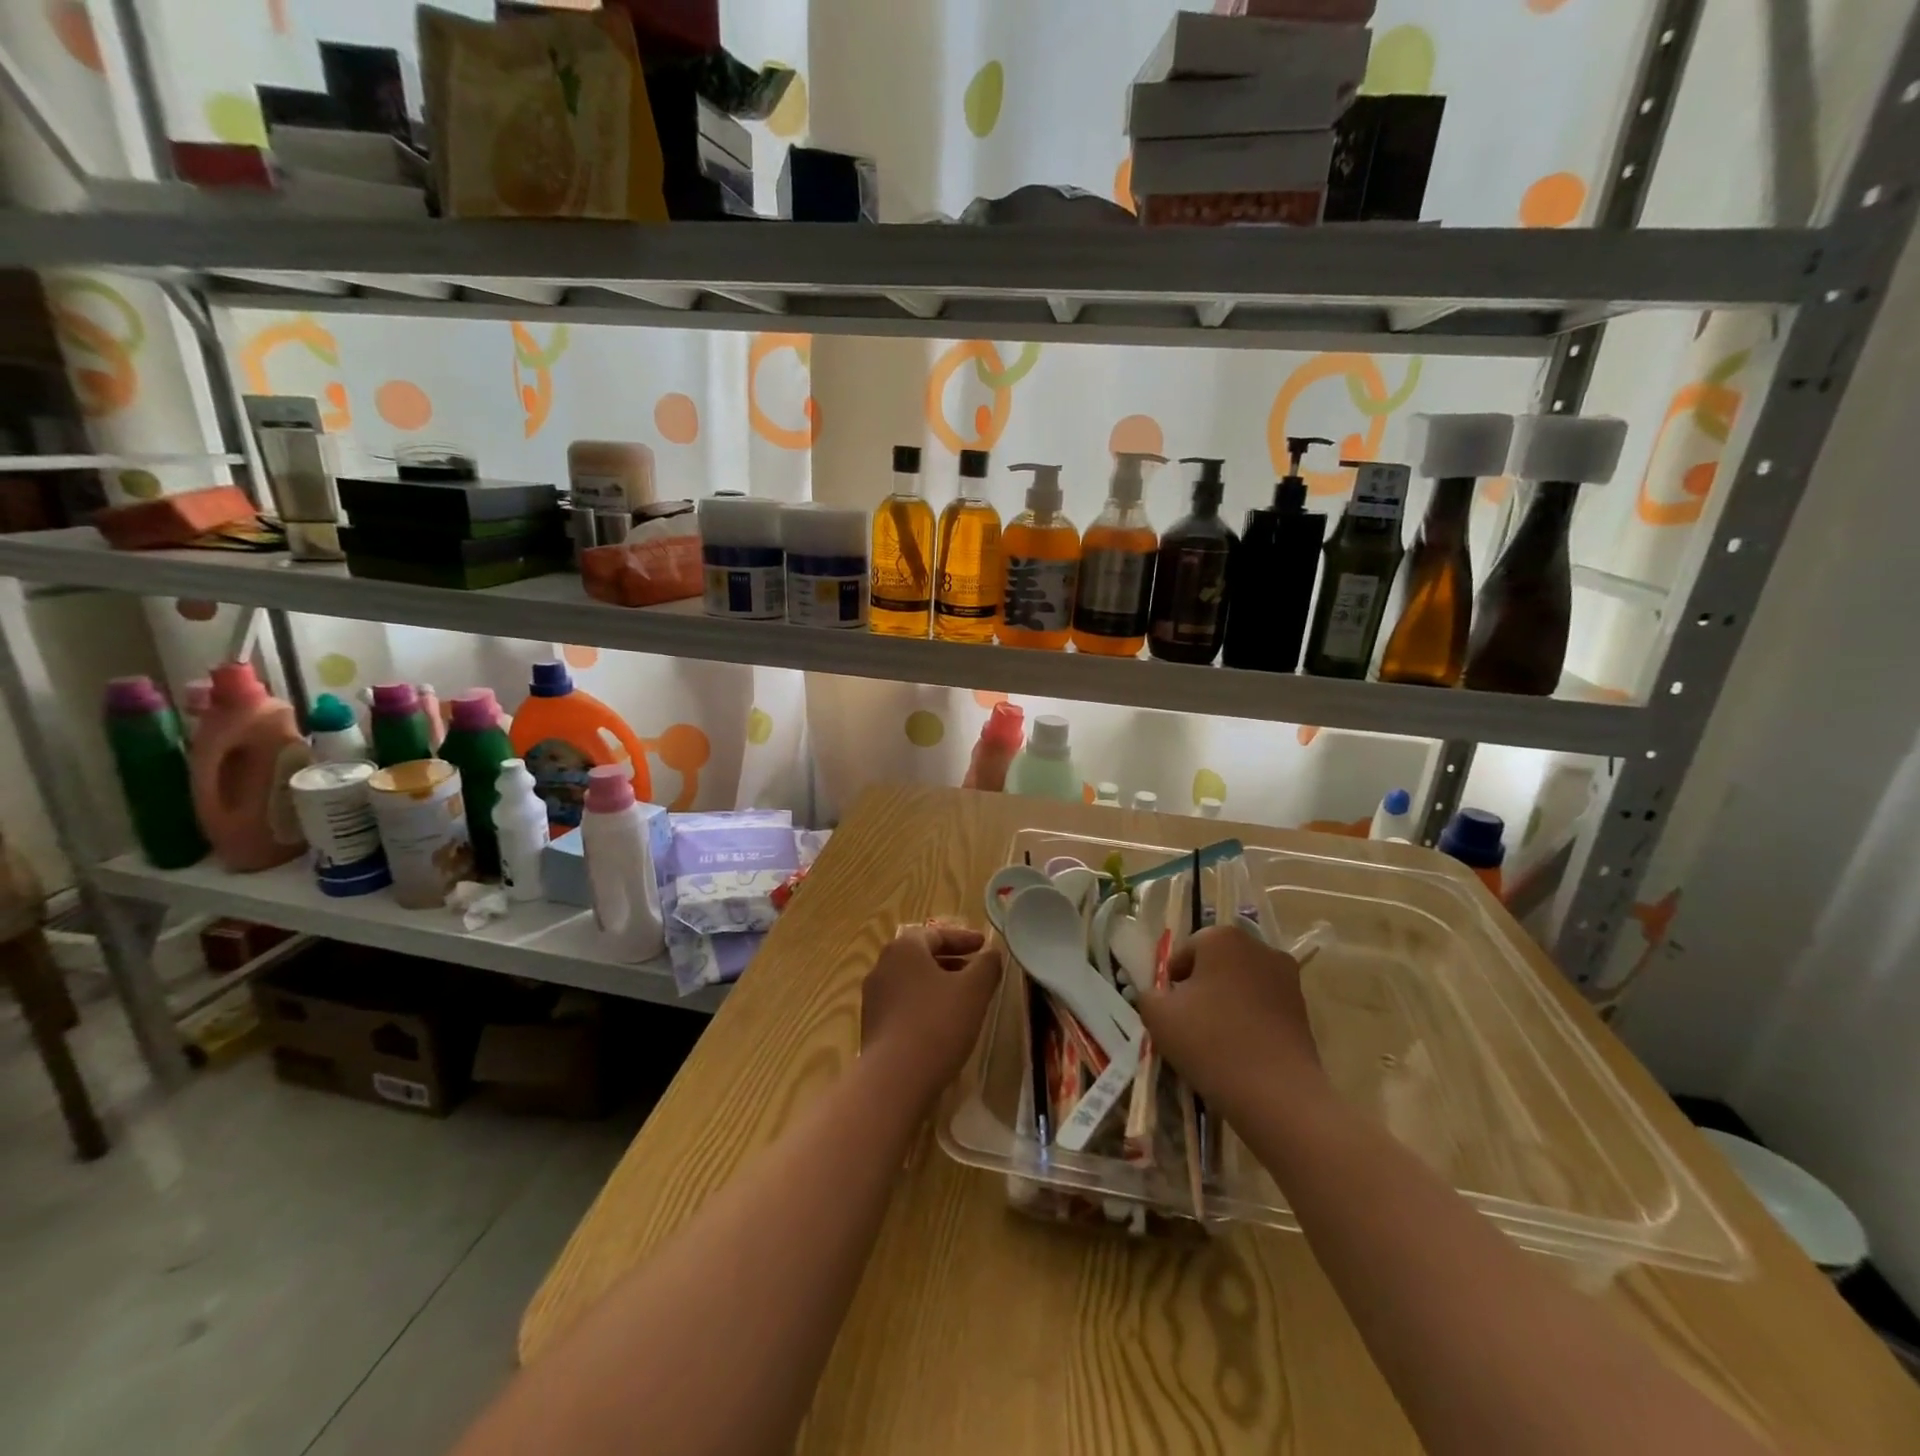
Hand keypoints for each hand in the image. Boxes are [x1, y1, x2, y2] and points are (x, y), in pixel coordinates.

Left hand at [861, 924, 1002, 1105]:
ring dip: (938, 984)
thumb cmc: (937, 1023)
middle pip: (921, 956)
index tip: (984, 946)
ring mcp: (873, 997)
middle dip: (951, 961)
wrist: (894, 1078)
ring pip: (912, 981)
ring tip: (963, 999)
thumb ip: (987, 966)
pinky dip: (924, 1004)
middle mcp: (883, 966)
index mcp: (904, 948)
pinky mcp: (872, 1025)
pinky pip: (903, 1004)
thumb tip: (992, 953)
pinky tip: (941, 1024)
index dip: (963, 939)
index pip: (936, 934)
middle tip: (976, 970)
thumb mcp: (974, 991)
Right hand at [1137, 923, 1325, 1117]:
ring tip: (1215, 1041)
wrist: (1277, 1094)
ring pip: (1240, 985)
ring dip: (1225, 1004)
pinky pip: (1262, 1006)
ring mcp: (1286, 977)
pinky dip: (1249, 1020)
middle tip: (1189, 1025)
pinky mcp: (1303, 1008)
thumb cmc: (1210, 1042)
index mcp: (1222, 938)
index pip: (1184, 953)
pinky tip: (1240, 1051)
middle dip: (1200, 989)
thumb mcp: (1158, 1016)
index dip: (1172, 983)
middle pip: (1215, 965)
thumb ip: (1148, 995)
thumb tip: (1158, 994)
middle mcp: (1258, 947)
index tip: (1170, 1013)